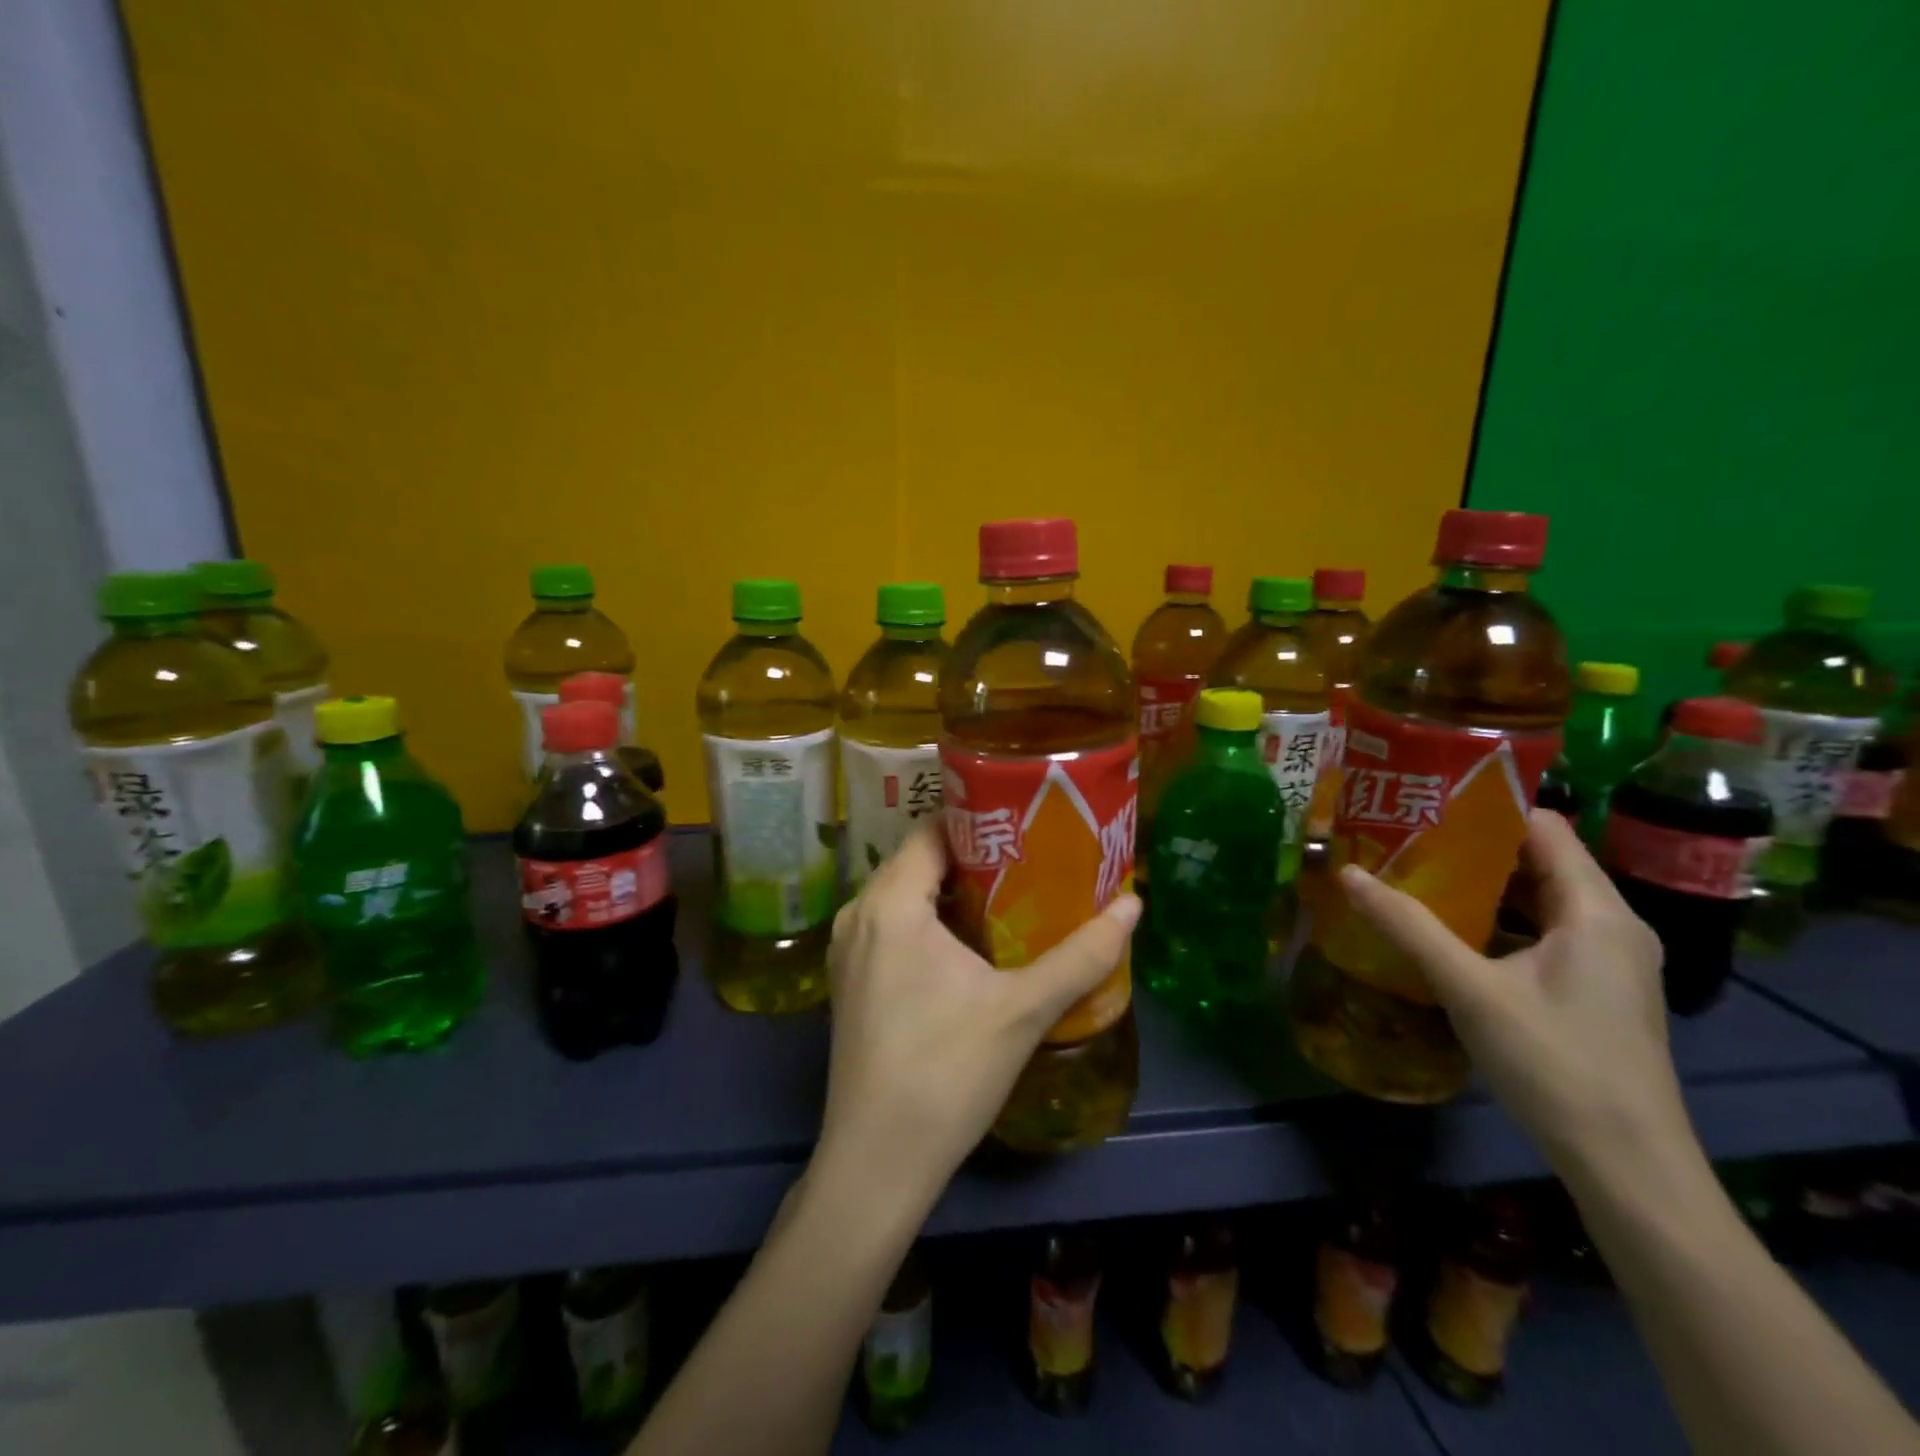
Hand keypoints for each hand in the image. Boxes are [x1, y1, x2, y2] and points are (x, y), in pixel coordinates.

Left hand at [818, 821, 1140, 1202]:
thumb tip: (1134, 904)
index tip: (1026, 824)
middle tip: (1031, 858)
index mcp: (890, 903)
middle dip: (974, 856)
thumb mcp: (1023, 1009)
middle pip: (919, 860)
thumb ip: (1082, 955)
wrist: (877, 1163)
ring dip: (952, 891)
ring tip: (1011, 894)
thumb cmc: (946, 1073)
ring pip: (905, 895)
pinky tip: (972, 944)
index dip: (979, 820)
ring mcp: (848, 950)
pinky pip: (892, 926)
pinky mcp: (851, 981)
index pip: (932, 831)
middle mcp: (859, 914)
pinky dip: (929, 921)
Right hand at [1336, 810, 1688, 1173]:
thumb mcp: (1469, 989)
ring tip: (1415, 875)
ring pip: (1538, 899)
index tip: (1424, 804)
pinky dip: (1496, 921)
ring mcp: (1607, 961)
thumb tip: (1347, 874)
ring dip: (1481, 886)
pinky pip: (1542, 932)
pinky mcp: (1595, 990)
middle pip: (1539, 861)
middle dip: (1472, 847)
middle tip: (1405, 838)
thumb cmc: (1555, 1064)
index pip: (1544, 827)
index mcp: (1596, 911)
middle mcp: (1611, 925)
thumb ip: (1408, 927)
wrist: (1629, 1167)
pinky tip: (1448, 932)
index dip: (1486, 809)